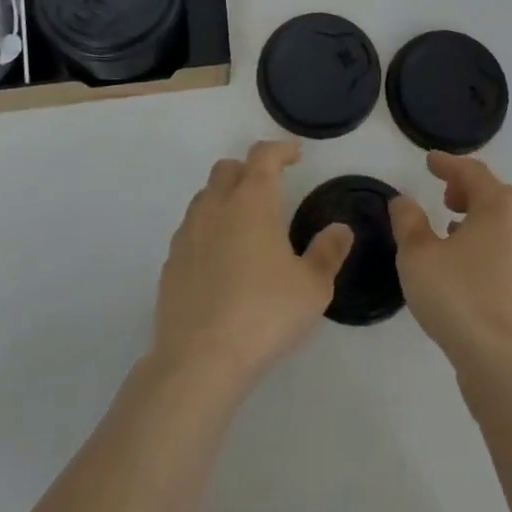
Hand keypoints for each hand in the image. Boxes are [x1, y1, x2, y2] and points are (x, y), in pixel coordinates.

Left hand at [150, 140, 353, 394]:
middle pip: (227, 169)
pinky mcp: (170, 264)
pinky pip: (190, 231)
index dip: (280, 150)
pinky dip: (208, 231)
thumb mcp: (312, 288)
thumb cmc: (264, 315)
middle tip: (270, 189)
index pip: (263, 156)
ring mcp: (187, 234)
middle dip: (249, 170)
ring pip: (205, 198)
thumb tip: (340, 229)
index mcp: (252, 202)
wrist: (199, 361)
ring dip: (225, 199)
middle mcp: (216, 207)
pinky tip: (220, 261)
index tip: (295, 156)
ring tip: (245, 225)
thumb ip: (328, 253)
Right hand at [390, 152, 511, 376]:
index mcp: (499, 207)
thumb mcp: (418, 255)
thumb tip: (403, 201)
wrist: (504, 365)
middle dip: (467, 190)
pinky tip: (470, 265)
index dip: (448, 164)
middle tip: (443, 195)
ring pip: (505, 224)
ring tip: (452, 230)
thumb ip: (408, 221)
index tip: (430, 162)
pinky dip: (489, 245)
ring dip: (478, 219)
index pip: (472, 172)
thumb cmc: (458, 298)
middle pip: (494, 195)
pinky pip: (511, 250)